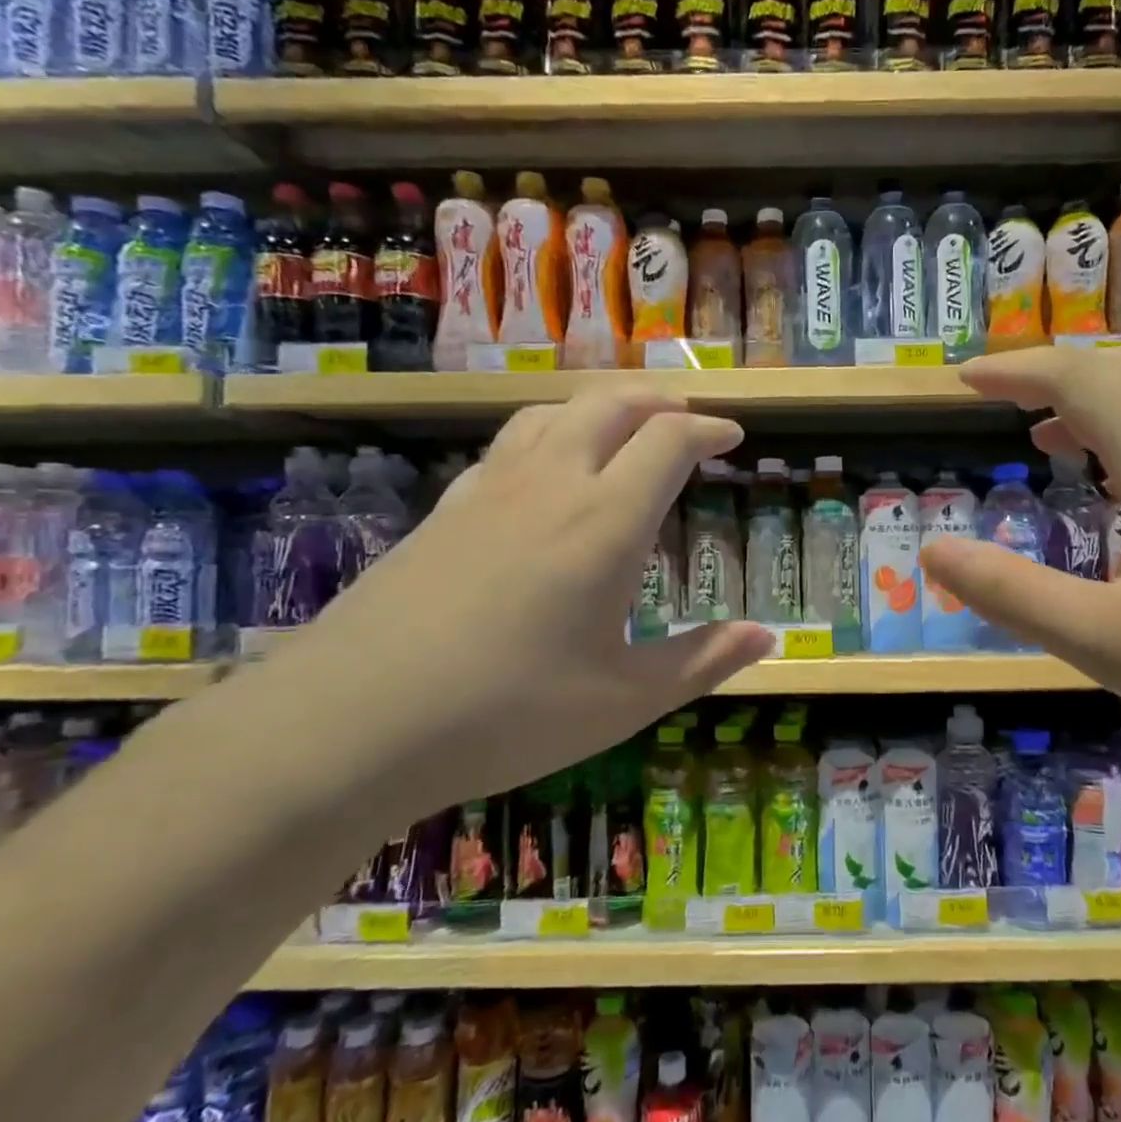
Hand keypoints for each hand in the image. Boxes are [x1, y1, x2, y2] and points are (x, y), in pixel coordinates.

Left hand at [263, 391, 775, 811]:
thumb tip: (767, 635)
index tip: (732, 435)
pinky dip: (550, 433)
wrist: (353, 722)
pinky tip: (547, 471)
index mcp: (605, 523)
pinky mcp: (444, 510)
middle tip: (687, 417)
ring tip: (625, 427)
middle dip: (658, 400)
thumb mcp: (624, 700)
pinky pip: (510, 443)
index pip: (668, 442)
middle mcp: (550, 485)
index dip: (707, 429)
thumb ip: (702, 661)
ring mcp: (489, 491)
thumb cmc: (508, 714)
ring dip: (602, 407)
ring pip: (553, 412)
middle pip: (610, 404)